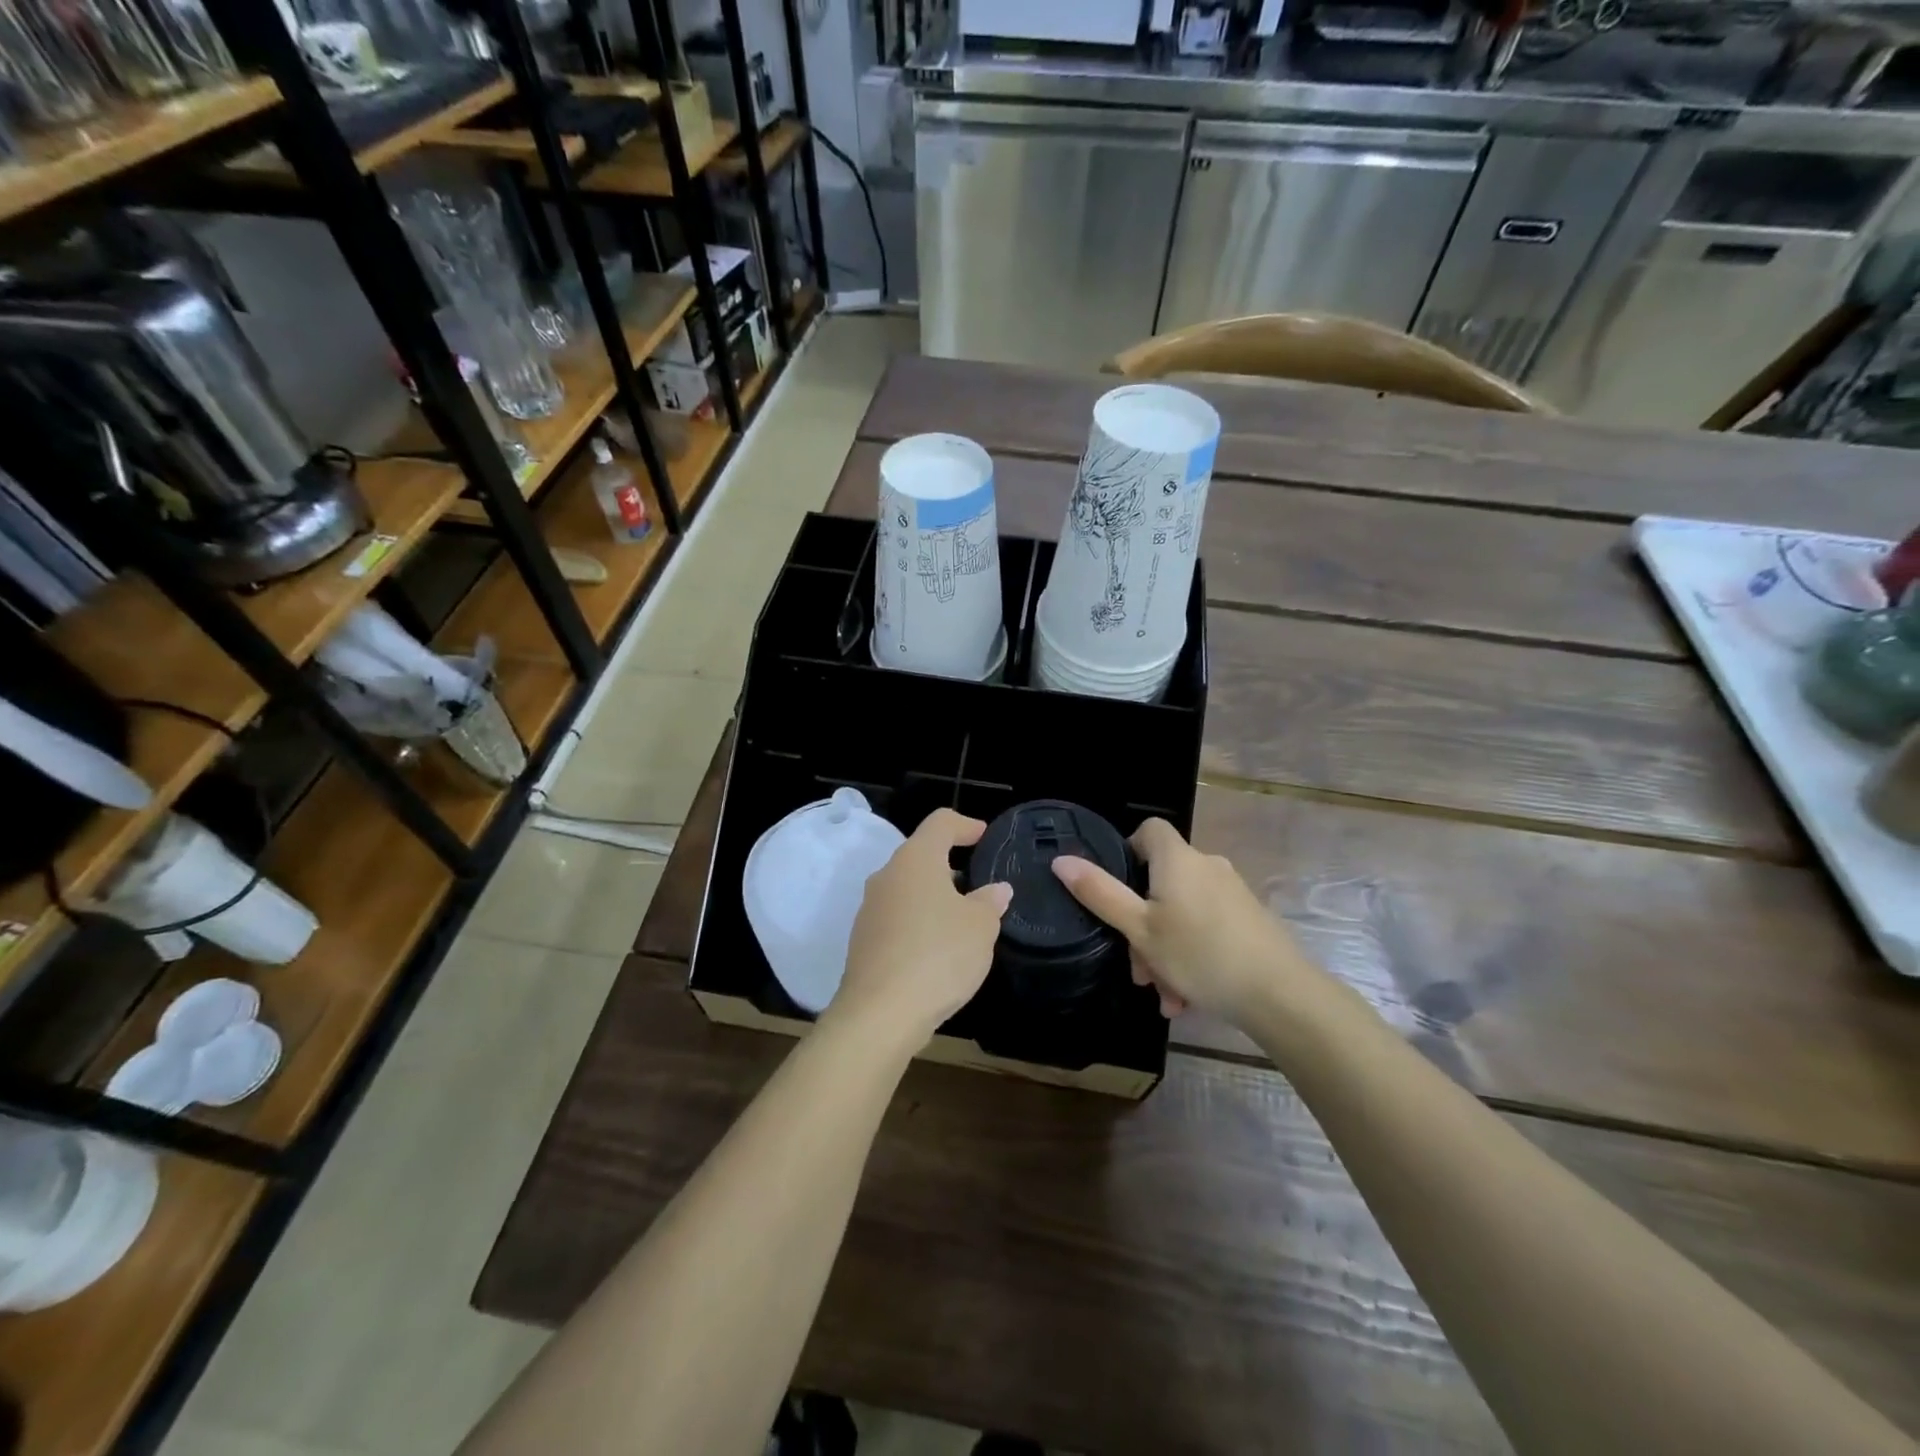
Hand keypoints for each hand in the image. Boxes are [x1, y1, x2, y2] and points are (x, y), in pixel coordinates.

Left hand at [827, 808, 1011, 1047]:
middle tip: (978, 885)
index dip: (965, 825)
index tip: (984, 836)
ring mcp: (870, 909)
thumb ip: (989, 902)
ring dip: (934, 897)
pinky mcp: (863, 940)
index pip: (940, 822)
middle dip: (950, 866)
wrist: (880, 1014)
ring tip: (963, 921)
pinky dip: (919, 923)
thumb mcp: (980, 927)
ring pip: (907, 889)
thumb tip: (995, 890)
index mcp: (915, 860)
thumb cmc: (938, 955)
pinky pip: (897, 918)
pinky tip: (938, 950)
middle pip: (920, 855)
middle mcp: (887, 876)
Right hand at [1051, 818, 1306, 1024]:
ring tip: (1164, 995)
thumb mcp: (1139, 929)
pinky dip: (1191, 954)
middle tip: (1138, 969)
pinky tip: (1187, 997)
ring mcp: (1232, 892)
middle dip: (1143, 925)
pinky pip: (1206, 927)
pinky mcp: (1249, 918)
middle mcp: (1207, 866)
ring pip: (1182, 913)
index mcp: (1178, 860)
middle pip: (1162, 881)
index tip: (1117, 887)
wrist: (1280, 994)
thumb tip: (1061, 860)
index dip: (1128, 850)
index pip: (1150, 829)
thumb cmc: (1200, 955)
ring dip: (1165, 950)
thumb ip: (1099, 893)